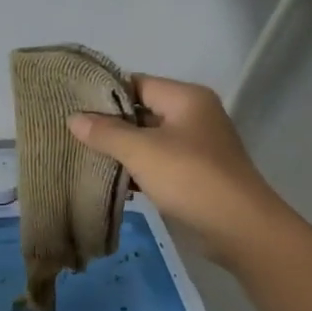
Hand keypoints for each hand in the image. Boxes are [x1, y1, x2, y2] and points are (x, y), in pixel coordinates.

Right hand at [67, 75, 295, 267]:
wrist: (239, 227)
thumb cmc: (190, 178)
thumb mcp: (142, 151)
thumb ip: (106, 132)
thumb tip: (74, 118)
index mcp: (186, 98)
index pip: (137, 83)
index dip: (105, 94)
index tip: (73, 107)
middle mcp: (194, 116)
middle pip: (143, 112)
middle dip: (111, 125)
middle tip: (73, 135)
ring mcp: (197, 147)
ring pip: (150, 141)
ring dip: (122, 151)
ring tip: (85, 159)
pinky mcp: (195, 175)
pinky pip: (159, 164)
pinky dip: (138, 171)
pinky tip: (112, 183)